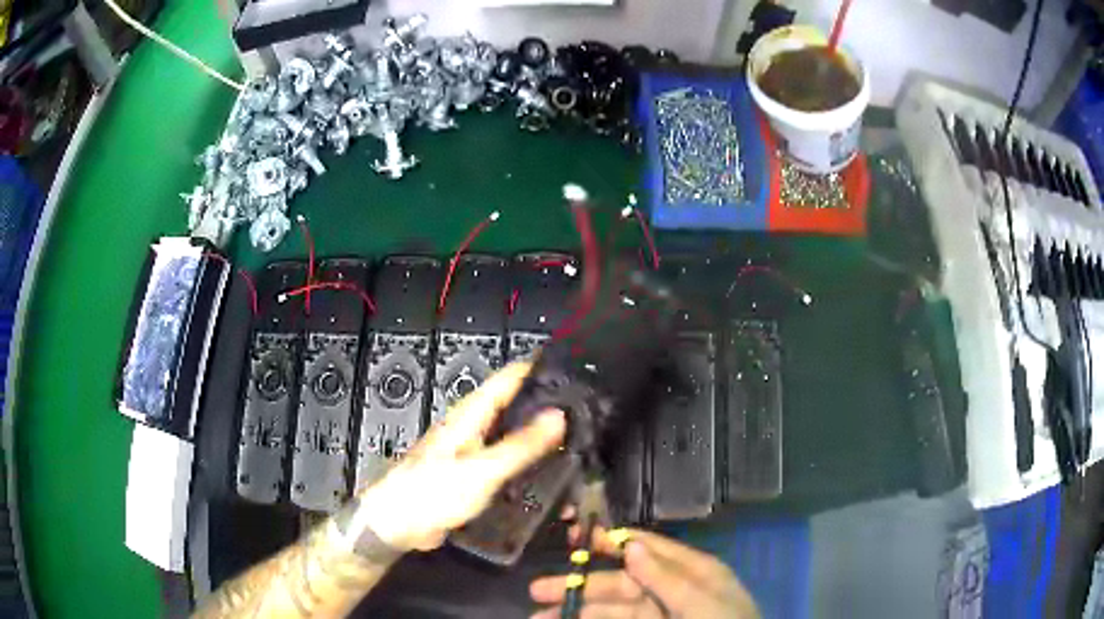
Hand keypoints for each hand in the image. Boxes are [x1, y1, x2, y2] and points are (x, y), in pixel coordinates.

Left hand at [358, 363, 565, 552]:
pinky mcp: (474, 473)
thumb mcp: (482, 470)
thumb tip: (558, 414)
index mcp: (471, 412)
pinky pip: (507, 458)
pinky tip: (550, 470)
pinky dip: (528, 458)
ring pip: (513, 432)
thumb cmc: (433, 491)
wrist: (399, 523)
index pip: (510, 377)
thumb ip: (521, 445)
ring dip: (540, 433)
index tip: (578, 370)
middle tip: (589, 409)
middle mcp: (473, 424)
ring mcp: (474, 449)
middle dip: (548, 403)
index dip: (541, 369)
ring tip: (580, 437)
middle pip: (515, 403)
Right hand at [530, 528, 758, 618]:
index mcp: (691, 571)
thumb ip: (667, 577)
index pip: (647, 548)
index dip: (611, 540)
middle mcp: (671, 590)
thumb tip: (631, 544)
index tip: (575, 536)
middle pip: (619, 583)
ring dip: (577, 611)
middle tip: (537, 591)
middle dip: (580, 585)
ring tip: (539, 617)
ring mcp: (660, 615)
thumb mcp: (704, 602)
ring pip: (612, 609)